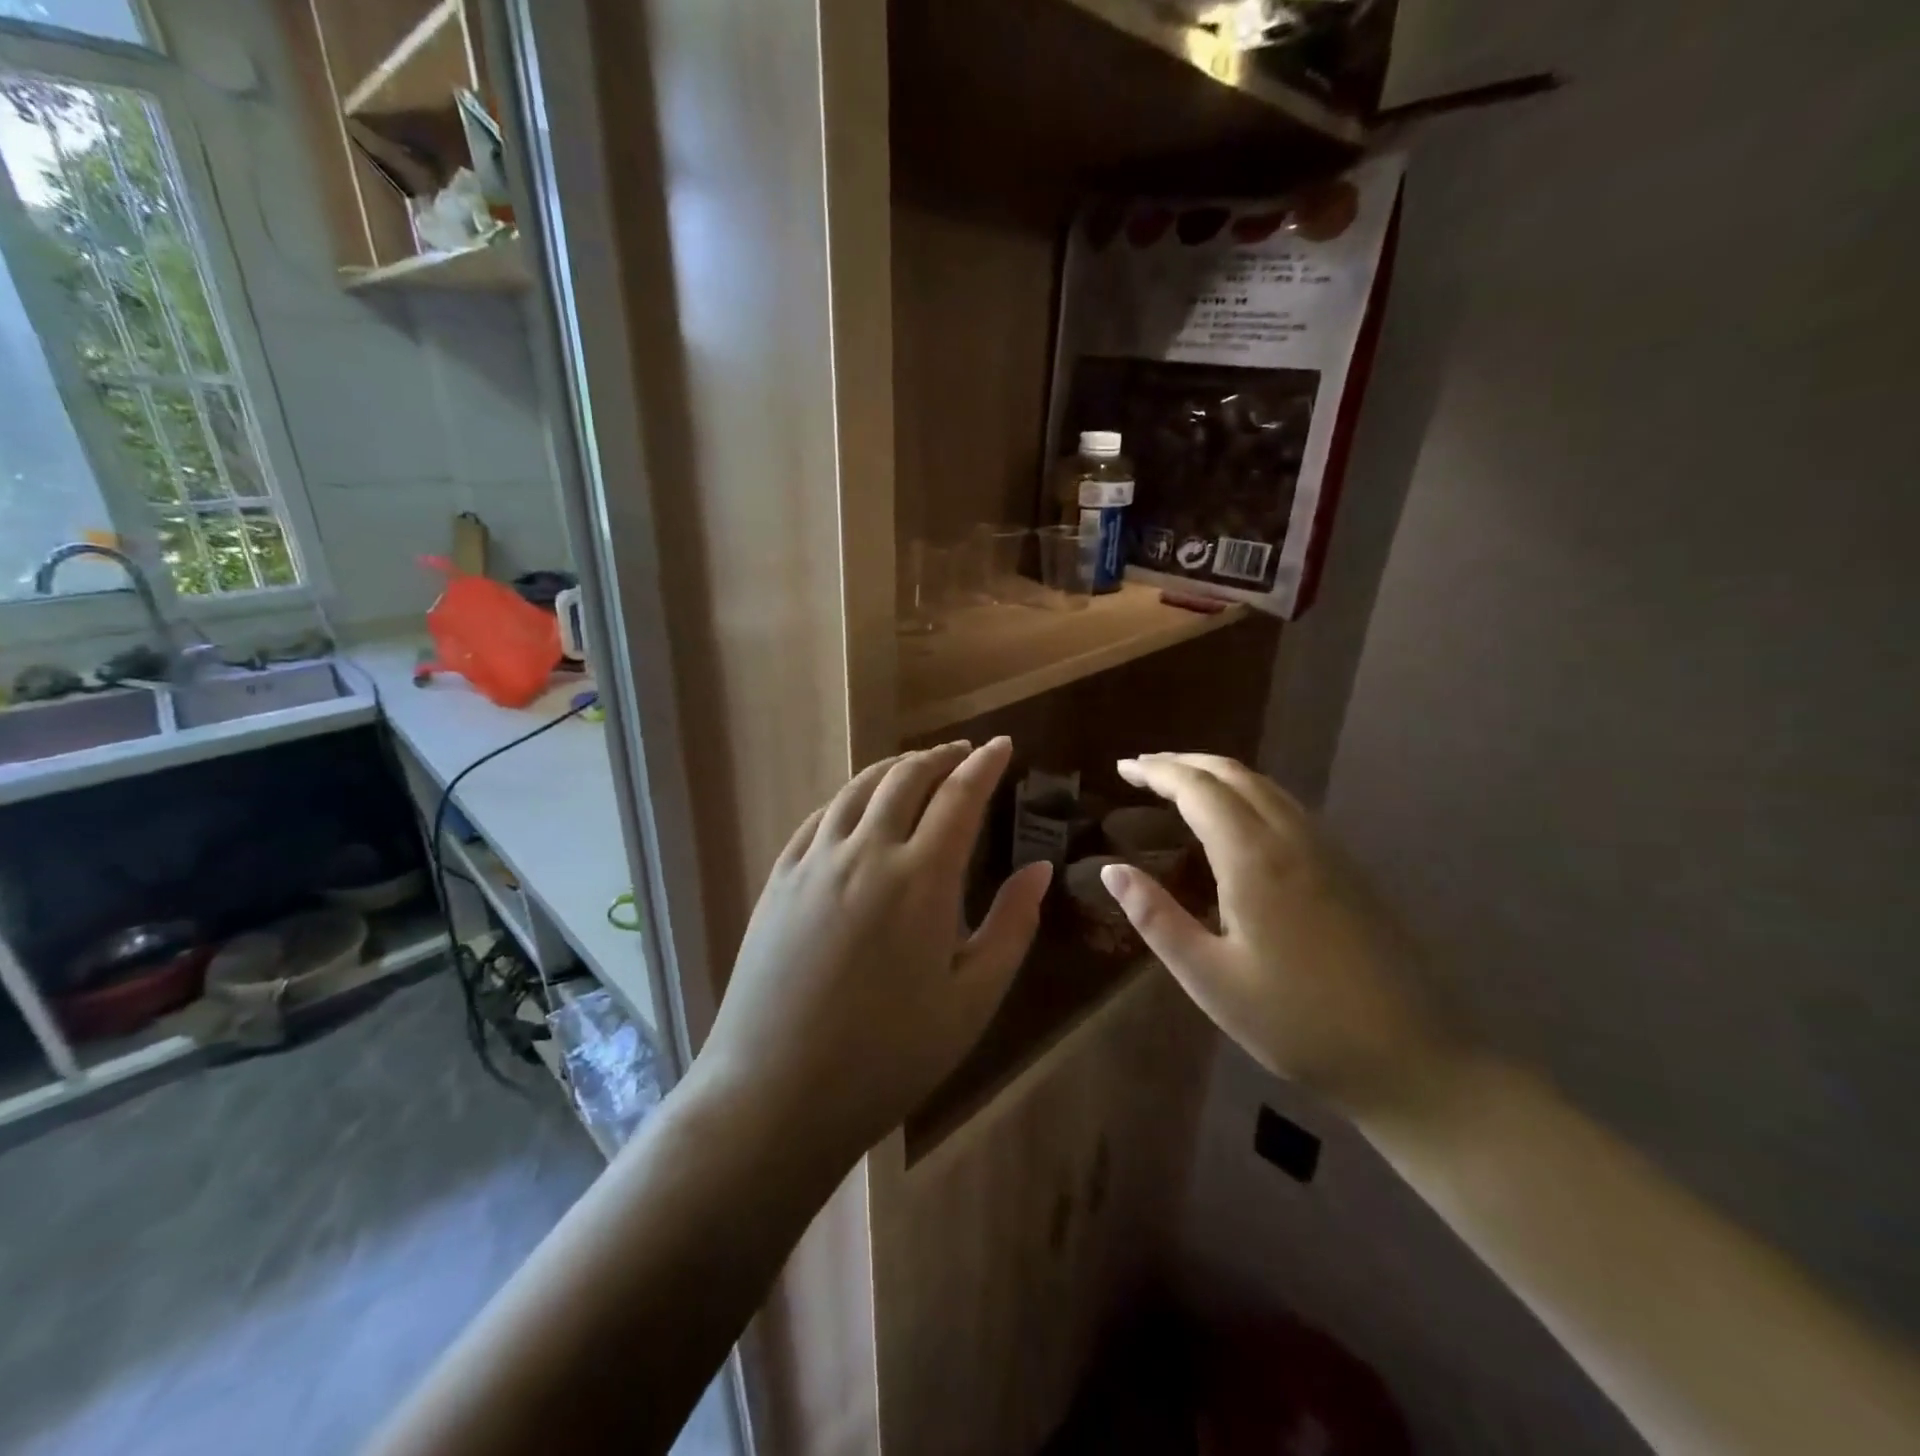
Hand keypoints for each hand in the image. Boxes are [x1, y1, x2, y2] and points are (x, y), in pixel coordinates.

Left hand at [691, 737, 1050, 1172]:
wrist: (777, 1093)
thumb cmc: (890, 1055)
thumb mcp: (972, 999)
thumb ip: (1012, 925)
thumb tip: (1039, 868)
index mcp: (921, 878)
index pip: (960, 796)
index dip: (985, 764)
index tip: (1002, 745)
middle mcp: (866, 852)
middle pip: (906, 777)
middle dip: (941, 756)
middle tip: (963, 753)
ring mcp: (814, 862)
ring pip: (859, 789)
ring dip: (895, 768)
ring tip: (917, 767)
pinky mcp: (779, 880)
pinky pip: (820, 818)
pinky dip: (850, 797)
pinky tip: (858, 806)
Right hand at [1098, 753, 1455, 1115]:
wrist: (1411, 1056)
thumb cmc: (1296, 1022)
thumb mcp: (1210, 978)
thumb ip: (1157, 918)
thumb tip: (1112, 870)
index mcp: (1254, 859)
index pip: (1197, 789)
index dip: (1156, 772)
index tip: (1122, 768)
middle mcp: (1292, 838)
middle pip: (1233, 774)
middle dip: (1183, 763)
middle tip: (1142, 769)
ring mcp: (1327, 850)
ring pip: (1265, 786)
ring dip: (1217, 774)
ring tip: (1180, 784)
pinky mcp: (1347, 868)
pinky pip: (1287, 806)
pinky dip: (1247, 792)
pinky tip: (1237, 818)